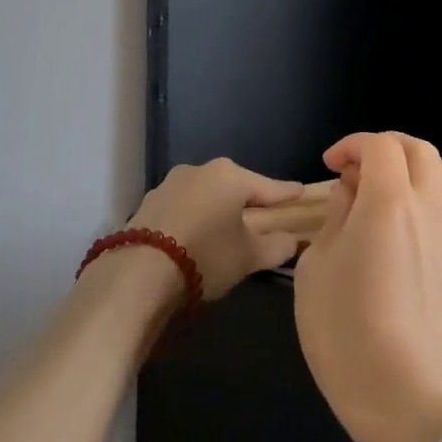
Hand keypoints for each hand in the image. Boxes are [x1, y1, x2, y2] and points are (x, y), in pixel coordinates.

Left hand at [125, 158, 303, 299]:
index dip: (286, 193)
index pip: (268, 187)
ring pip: (205, 195)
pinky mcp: (149, 202)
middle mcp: (200, 170)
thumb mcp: (249, 257)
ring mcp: (170, 183)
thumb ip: (277, 246)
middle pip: (234, 187)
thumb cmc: (206, 256)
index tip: (301, 192)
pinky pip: (183, 207)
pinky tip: (195, 236)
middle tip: (264, 217)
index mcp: (230, 176)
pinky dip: (194, 217)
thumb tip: (293, 240)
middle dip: (249, 201)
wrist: (140, 272)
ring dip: (217, 209)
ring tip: (226, 230)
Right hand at [292, 132, 441, 441]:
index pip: (381, 145)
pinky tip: (397, 235)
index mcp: (389, 203)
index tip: (330, 167)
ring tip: (375, 203)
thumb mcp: (316, 270)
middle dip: (385, 147)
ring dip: (407, 175)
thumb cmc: (347, 334)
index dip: (352, 145)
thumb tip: (352, 194)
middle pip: (420, 150)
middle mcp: (428, 210)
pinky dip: (421, 204)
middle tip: (354, 170)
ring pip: (438, 180)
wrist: (410, 402)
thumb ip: (335, 219)